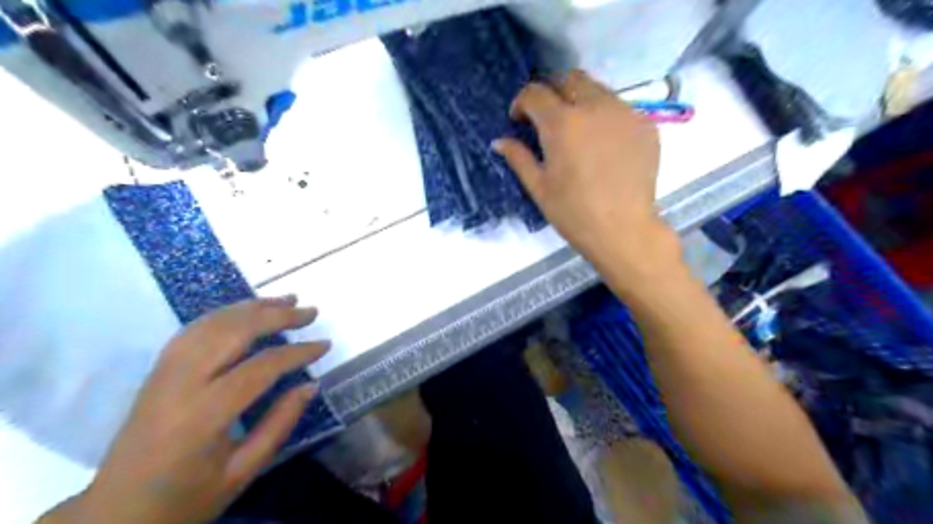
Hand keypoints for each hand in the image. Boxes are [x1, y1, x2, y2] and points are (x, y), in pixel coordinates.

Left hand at [45, 297, 332, 523]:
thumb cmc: (185, 499)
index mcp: (204, 415)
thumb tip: (311, 385)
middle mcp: (180, 384)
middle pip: (233, 332)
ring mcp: (163, 373)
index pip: (261, 367)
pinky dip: (224, 314)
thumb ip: (279, 425)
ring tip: (285, 300)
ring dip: (252, 307)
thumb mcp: (242, 472)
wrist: (115, 514)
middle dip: (277, 316)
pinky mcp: (156, 372)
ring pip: (211, 323)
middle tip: (310, 311)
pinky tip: (245, 312)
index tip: (324, 344)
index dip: (298, 352)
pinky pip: (192, 330)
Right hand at [495, 72, 670, 274]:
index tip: (519, 120)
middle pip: (570, 79)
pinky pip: (621, 109)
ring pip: (598, 90)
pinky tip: (604, 145)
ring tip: (578, 131)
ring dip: (581, 101)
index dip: (522, 102)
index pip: (535, 92)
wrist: (624, 230)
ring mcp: (625, 113)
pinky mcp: (646, 125)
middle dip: (553, 92)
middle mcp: (595, 107)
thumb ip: (518, 158)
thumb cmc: (574, 212)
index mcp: (562, 123)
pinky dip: (606, 117)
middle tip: (548, 118)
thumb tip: (499, 142)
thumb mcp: (539, 187)